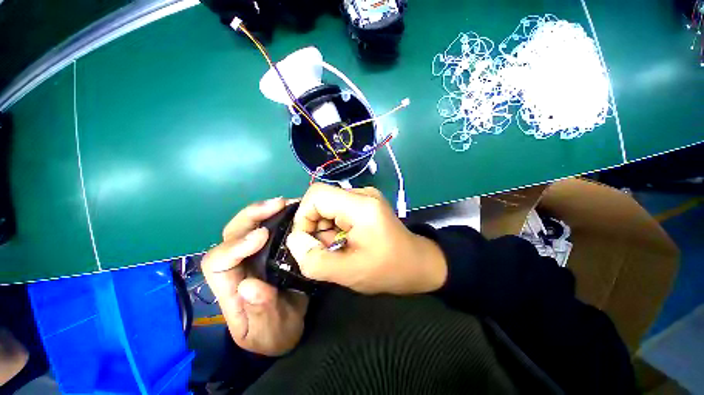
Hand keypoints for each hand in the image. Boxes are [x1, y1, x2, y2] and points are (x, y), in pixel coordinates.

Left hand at [202, 197, 307, 355]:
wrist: (285, 330)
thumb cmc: (273, 335)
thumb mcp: (269, 331)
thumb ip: (259, 312)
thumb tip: (248, 285)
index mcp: (229, 288)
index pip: (217, 261)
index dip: (236, 245)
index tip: (263, 235)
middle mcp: (236, 266)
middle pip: (231, 234)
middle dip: (251, 215)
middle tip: (279, 204)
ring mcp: (252, 256)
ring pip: (247, 226)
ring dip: (265, 211)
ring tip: (287, 203)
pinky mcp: (268, 251)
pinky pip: (267, 227)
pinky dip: (278, 215)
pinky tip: (292, 210)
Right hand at [285, 183, 447, 294]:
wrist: (418, 264)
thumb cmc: (389, 270)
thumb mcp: (349, 273)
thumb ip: (315, 260)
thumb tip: (294, 240)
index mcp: (361, 205)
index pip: (316, 195)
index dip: (303, 217)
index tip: (307, 243)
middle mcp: (362, 193)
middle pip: (321, 200)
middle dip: (315, 226)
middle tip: (325, 249)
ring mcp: (365, 196)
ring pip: (328, 206)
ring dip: (325, 229)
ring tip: (337, 248)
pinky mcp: (365, 203)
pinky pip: (338, 209)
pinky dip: (334, 226)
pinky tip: (344, 241)